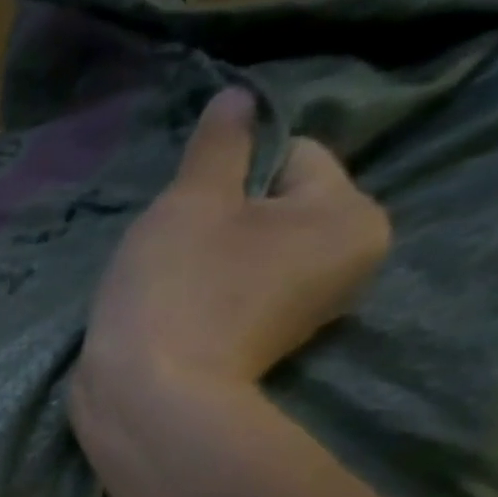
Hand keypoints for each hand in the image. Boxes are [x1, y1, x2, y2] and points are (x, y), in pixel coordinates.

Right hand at [75, 87, 390, 410]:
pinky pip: (235, 292)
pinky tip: (171, 309)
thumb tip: (238, 98)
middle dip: (219, 218)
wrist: (148, 398)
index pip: (294, 156)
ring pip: (249, 251)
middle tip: (171, 247)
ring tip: (165, 283)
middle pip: (274, 207)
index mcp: (349, 215)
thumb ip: (218, 146)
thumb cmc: (176, 289)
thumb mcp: (190, 203)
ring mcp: (304, 311)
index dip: (229, 172)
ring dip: (205, 256)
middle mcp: (347, 261)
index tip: (185, 208)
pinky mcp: (261, 345)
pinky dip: (203, 292)